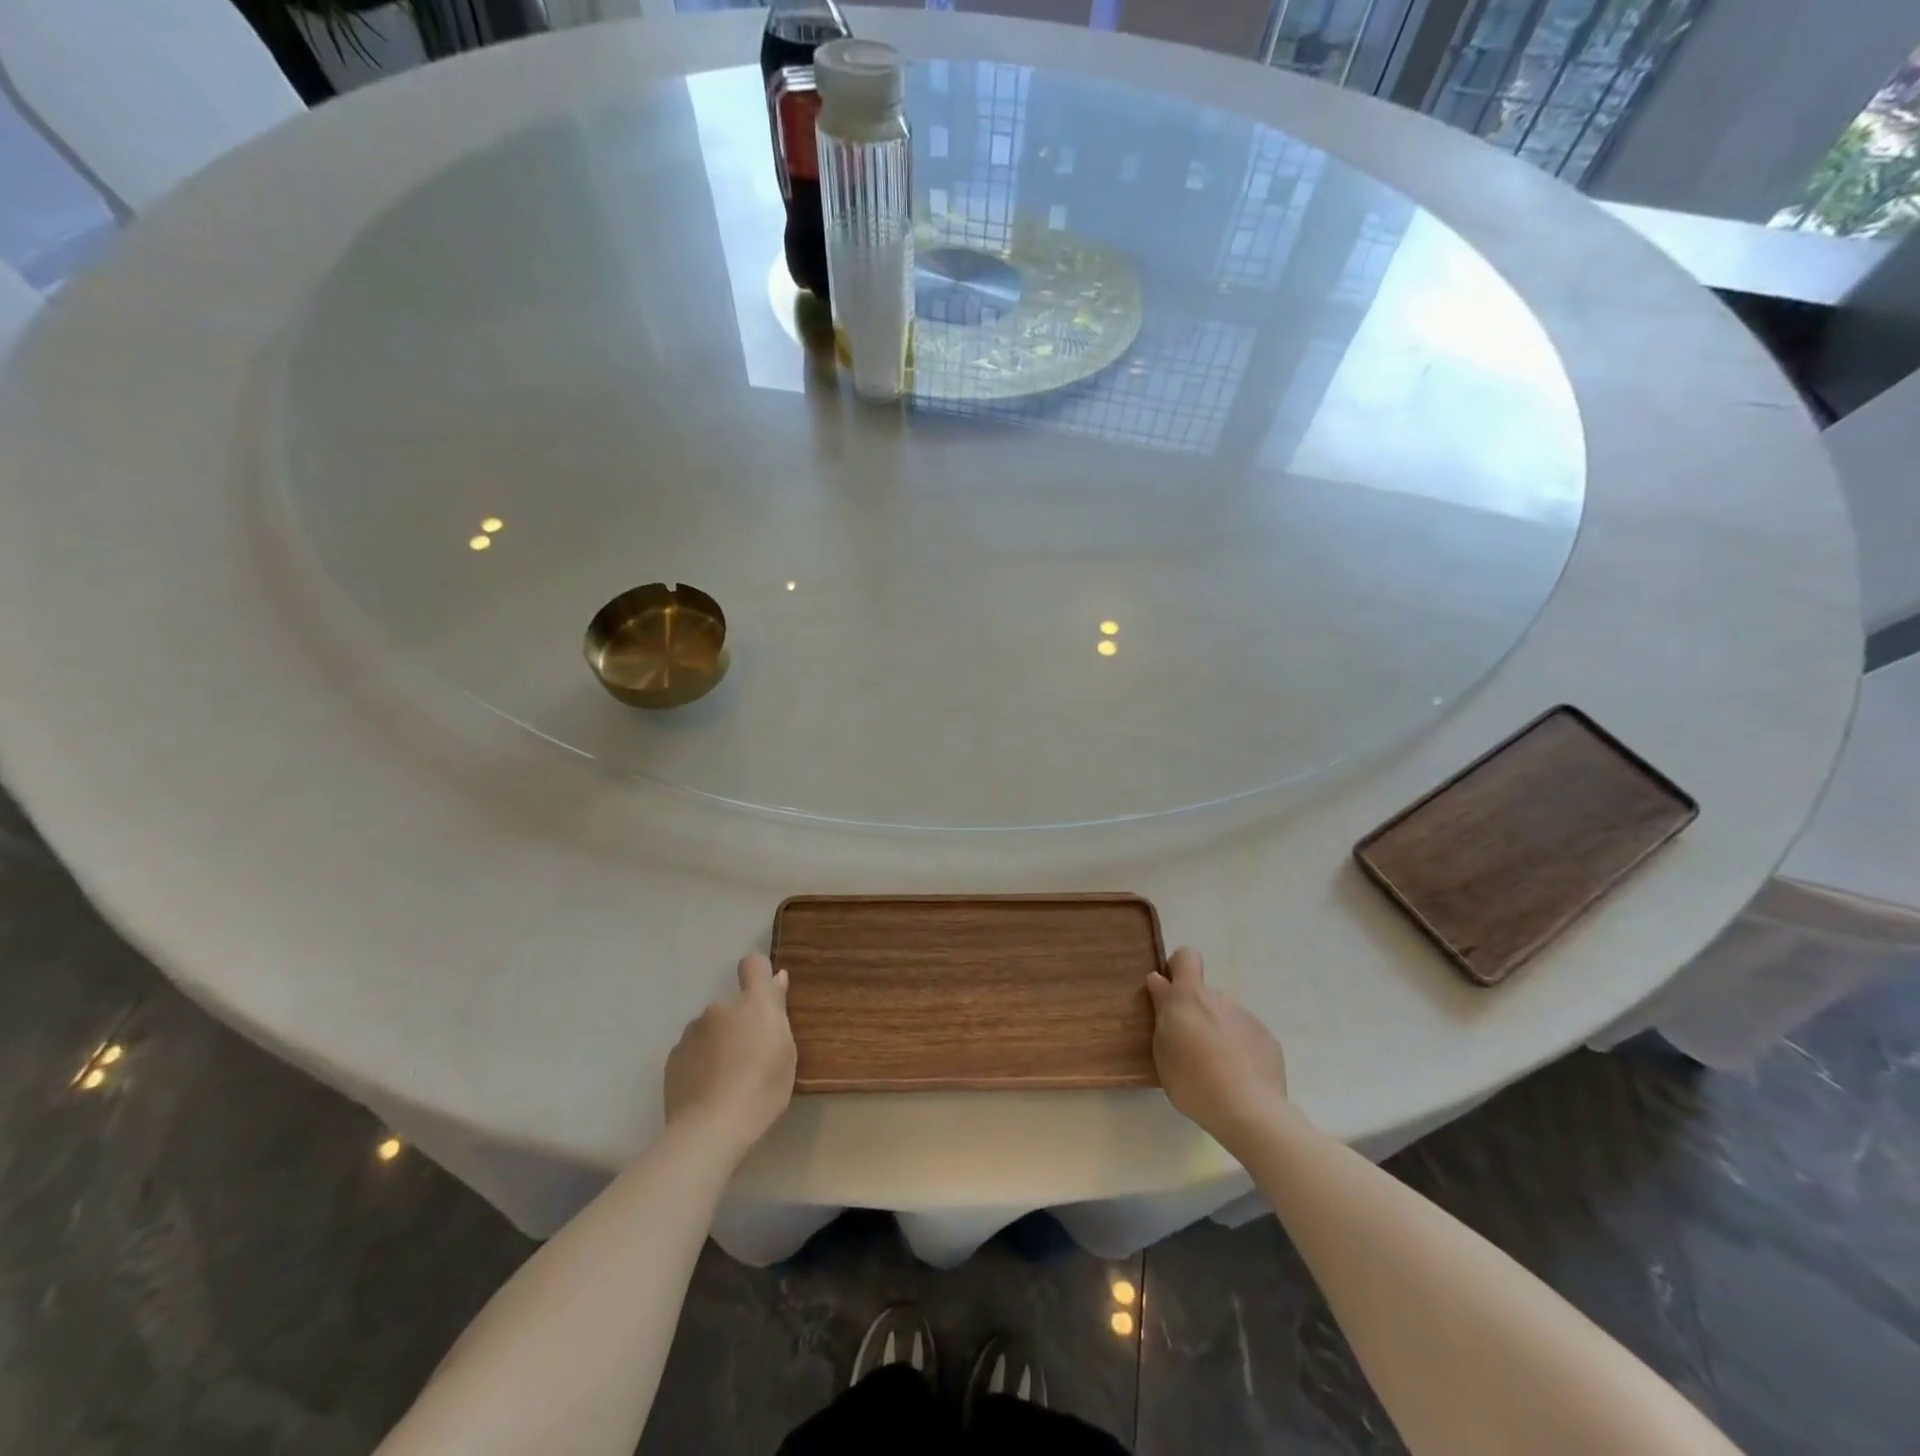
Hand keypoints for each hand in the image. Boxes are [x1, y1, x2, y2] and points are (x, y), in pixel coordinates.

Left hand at [664, 954, 796, 1156]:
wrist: (710, 1129)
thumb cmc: (762, 1090)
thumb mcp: (786, 1052)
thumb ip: (778, 1012)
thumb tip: (777, 980)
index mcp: (753, 1003)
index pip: (753, 964)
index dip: (759, 974)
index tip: (765, 994)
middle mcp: (719, 1007)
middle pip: (732, 1004)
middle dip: (739, 1021)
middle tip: (749, 1056)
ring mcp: (692, 1030)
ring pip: (711, 1027)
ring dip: (718, 1041)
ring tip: (726, 1078)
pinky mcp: (673, 1056)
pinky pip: (693, 1049)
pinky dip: (701, 1061)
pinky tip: (707, 1088)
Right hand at [1146, 947, 1288, 1139]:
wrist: (1248, 1111)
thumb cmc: (1192, 1079)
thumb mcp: (1162, 1048)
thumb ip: (1162, 1010)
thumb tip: (1159, 980)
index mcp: (1190, 996)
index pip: (1187, 957)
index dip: (1178, 968)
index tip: (1170, 992)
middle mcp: (1220, 998)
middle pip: (1205, 995)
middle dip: (1197, 1014)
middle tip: (1189, 1048)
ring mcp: (1248, 1018)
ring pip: (1226, 1017)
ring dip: (1219, 1033)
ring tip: (1216, 1070)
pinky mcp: (1269, 1040)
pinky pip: (1247, 1037)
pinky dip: (1241, 1050)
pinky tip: (1239, 1079)